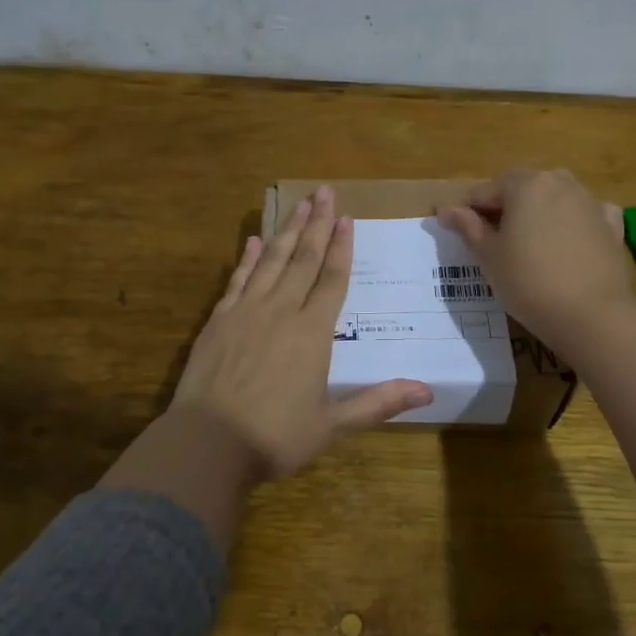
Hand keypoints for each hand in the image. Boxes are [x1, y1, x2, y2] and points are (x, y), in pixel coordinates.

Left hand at [170, 186, 433, 481]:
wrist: (207, 444)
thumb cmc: (274, 437)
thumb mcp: (332, 426)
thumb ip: (378, 403)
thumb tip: (428, 391)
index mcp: (312, 334)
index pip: (332, 280)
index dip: (341, 248)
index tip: (347, 218)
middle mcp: (280, 312)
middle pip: (302, 259)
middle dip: (316, 224)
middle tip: (324, 192)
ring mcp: (245, 312)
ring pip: (270, 261)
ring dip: (286, 230)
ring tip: (299, 203)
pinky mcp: (218, 320)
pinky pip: (237, 280)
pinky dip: (247, 258)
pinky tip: (253, 240)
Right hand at [437, 168, 635, 347]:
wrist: (592, 316)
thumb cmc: (528, 282)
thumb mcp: (488, 257)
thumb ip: (468, 227)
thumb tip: (447, 209)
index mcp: (526, 184)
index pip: (485, 191)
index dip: (467, 211)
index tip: (456, 233)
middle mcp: (560, 183)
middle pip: (522, 189)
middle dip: (504, 208)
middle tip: (492, 241)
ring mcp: (590, 202)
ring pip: (554, 199)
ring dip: (538, 213)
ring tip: (528, 244)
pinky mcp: (612, 226)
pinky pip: (586, 214)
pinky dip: (574, 222)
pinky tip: (568, 241)